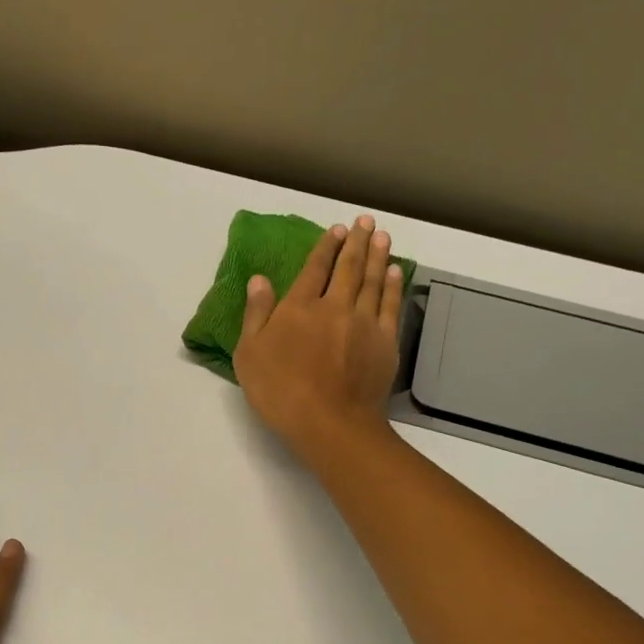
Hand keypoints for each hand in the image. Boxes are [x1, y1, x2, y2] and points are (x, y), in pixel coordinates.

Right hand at [233, 215, 404, 465]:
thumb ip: (256, 315)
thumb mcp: (250, 355)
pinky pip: (391, 305)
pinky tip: (394, 272)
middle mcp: (334, 306)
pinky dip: (392, 285)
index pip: (313, 269)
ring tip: (382, 236)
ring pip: (372, 281)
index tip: (336, 229)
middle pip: (348, 268)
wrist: (329, 422)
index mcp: (299, 308)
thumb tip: (258, 279)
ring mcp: (364, 322)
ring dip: (377, 255)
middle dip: (356, 242)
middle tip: (364, 221)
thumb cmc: (280, 392)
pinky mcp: (385, 341)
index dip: (325, 247)